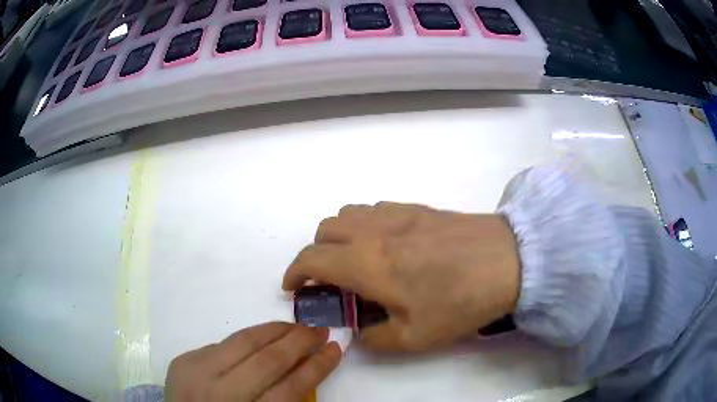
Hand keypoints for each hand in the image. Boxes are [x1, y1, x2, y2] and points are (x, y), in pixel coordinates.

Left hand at [165, 322, 340, 401]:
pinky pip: (222, 344)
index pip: (290, 389)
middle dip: (299, 342)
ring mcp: (196, 372)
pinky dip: (247, 339)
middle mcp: (218, 393)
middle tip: (320, 329)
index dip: (316, 368)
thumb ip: (282, 401)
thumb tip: (304, 370)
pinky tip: (262, 336)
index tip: (336, 349)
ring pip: (242, 342)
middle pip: (267, 361)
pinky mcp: (183, 360)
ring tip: (296, 326)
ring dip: (274, 331)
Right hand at [283, 202, 519, 350]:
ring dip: (339, 236)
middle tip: (329, 279)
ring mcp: (396, 214)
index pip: (311, 258)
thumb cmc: (460, 302)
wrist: (508, 261)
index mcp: (366, 263)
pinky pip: (375, 209)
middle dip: (316, 254)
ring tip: (355, 260)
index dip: (294, 273)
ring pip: (348, 214)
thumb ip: (374, 338)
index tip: (294, 287)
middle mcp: (373, 231)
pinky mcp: (417, 208)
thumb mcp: (414, 337)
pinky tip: (385, 244)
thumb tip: (358, 331)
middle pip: (324, 230)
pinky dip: (364, 225)